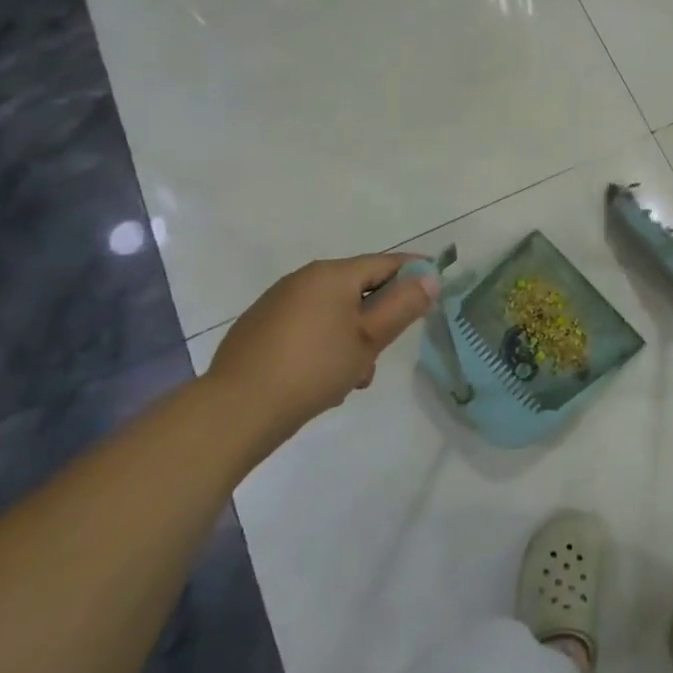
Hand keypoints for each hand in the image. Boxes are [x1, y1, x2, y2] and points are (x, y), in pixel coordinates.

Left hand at [206, 253, 439, 439]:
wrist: (236, 409)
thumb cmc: (314, 368)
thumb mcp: (369, 339)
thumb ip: (403, 306)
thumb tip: (430, 277)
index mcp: (332, 274)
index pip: (385, 262)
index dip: (414, 274)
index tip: (435, 289)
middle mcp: (303, 278)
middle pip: (358, 287)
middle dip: (378, 317)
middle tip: (386, 350)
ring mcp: (277, 302)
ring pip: (332, 311)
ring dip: (352, 336)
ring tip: (352, 377)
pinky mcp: (259, 327)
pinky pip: (307, 325)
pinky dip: (324, 343)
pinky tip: (322, 377)